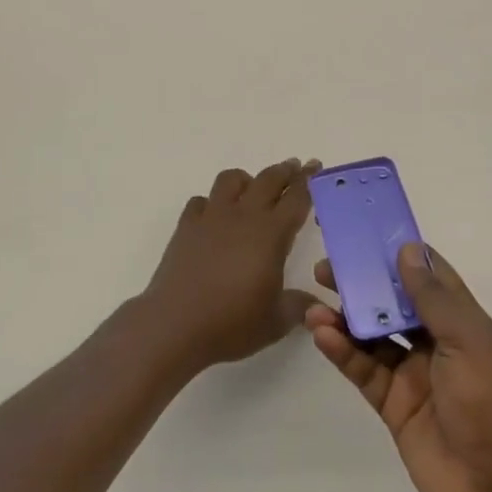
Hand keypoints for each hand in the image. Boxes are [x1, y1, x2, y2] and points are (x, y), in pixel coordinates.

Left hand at [138, 160, 321, 374]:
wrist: (175, 325)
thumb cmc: (232, 323)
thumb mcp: (276, 321)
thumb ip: (299, 306)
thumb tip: (315, 303)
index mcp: (271, 234)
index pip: (296, 198)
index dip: (308, 181)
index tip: (315, 166)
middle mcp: (243, 216)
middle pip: (267, 180)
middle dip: (284, 171)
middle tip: (295, 167)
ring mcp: (211, 218)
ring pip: (231, 180)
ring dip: (247, 180)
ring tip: (252, 189)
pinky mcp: (186, 227)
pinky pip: (201, 201)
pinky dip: (211, 203)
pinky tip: (214, 217)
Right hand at [306, 244, 491, 491]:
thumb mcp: (471, 343)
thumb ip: (434, 299)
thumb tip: (408, 250)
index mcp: (467, 325)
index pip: (431, 278)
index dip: (401, 254)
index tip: (366, 233)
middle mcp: (440, 345)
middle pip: (395, 304)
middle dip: (364, 284)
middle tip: (326, 268)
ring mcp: (416, 376)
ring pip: (374, 337)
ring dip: (346, 318)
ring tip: (315, 303)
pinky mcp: (395, 407)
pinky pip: (365, 370)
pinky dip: (343, 351)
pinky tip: (322, 334)